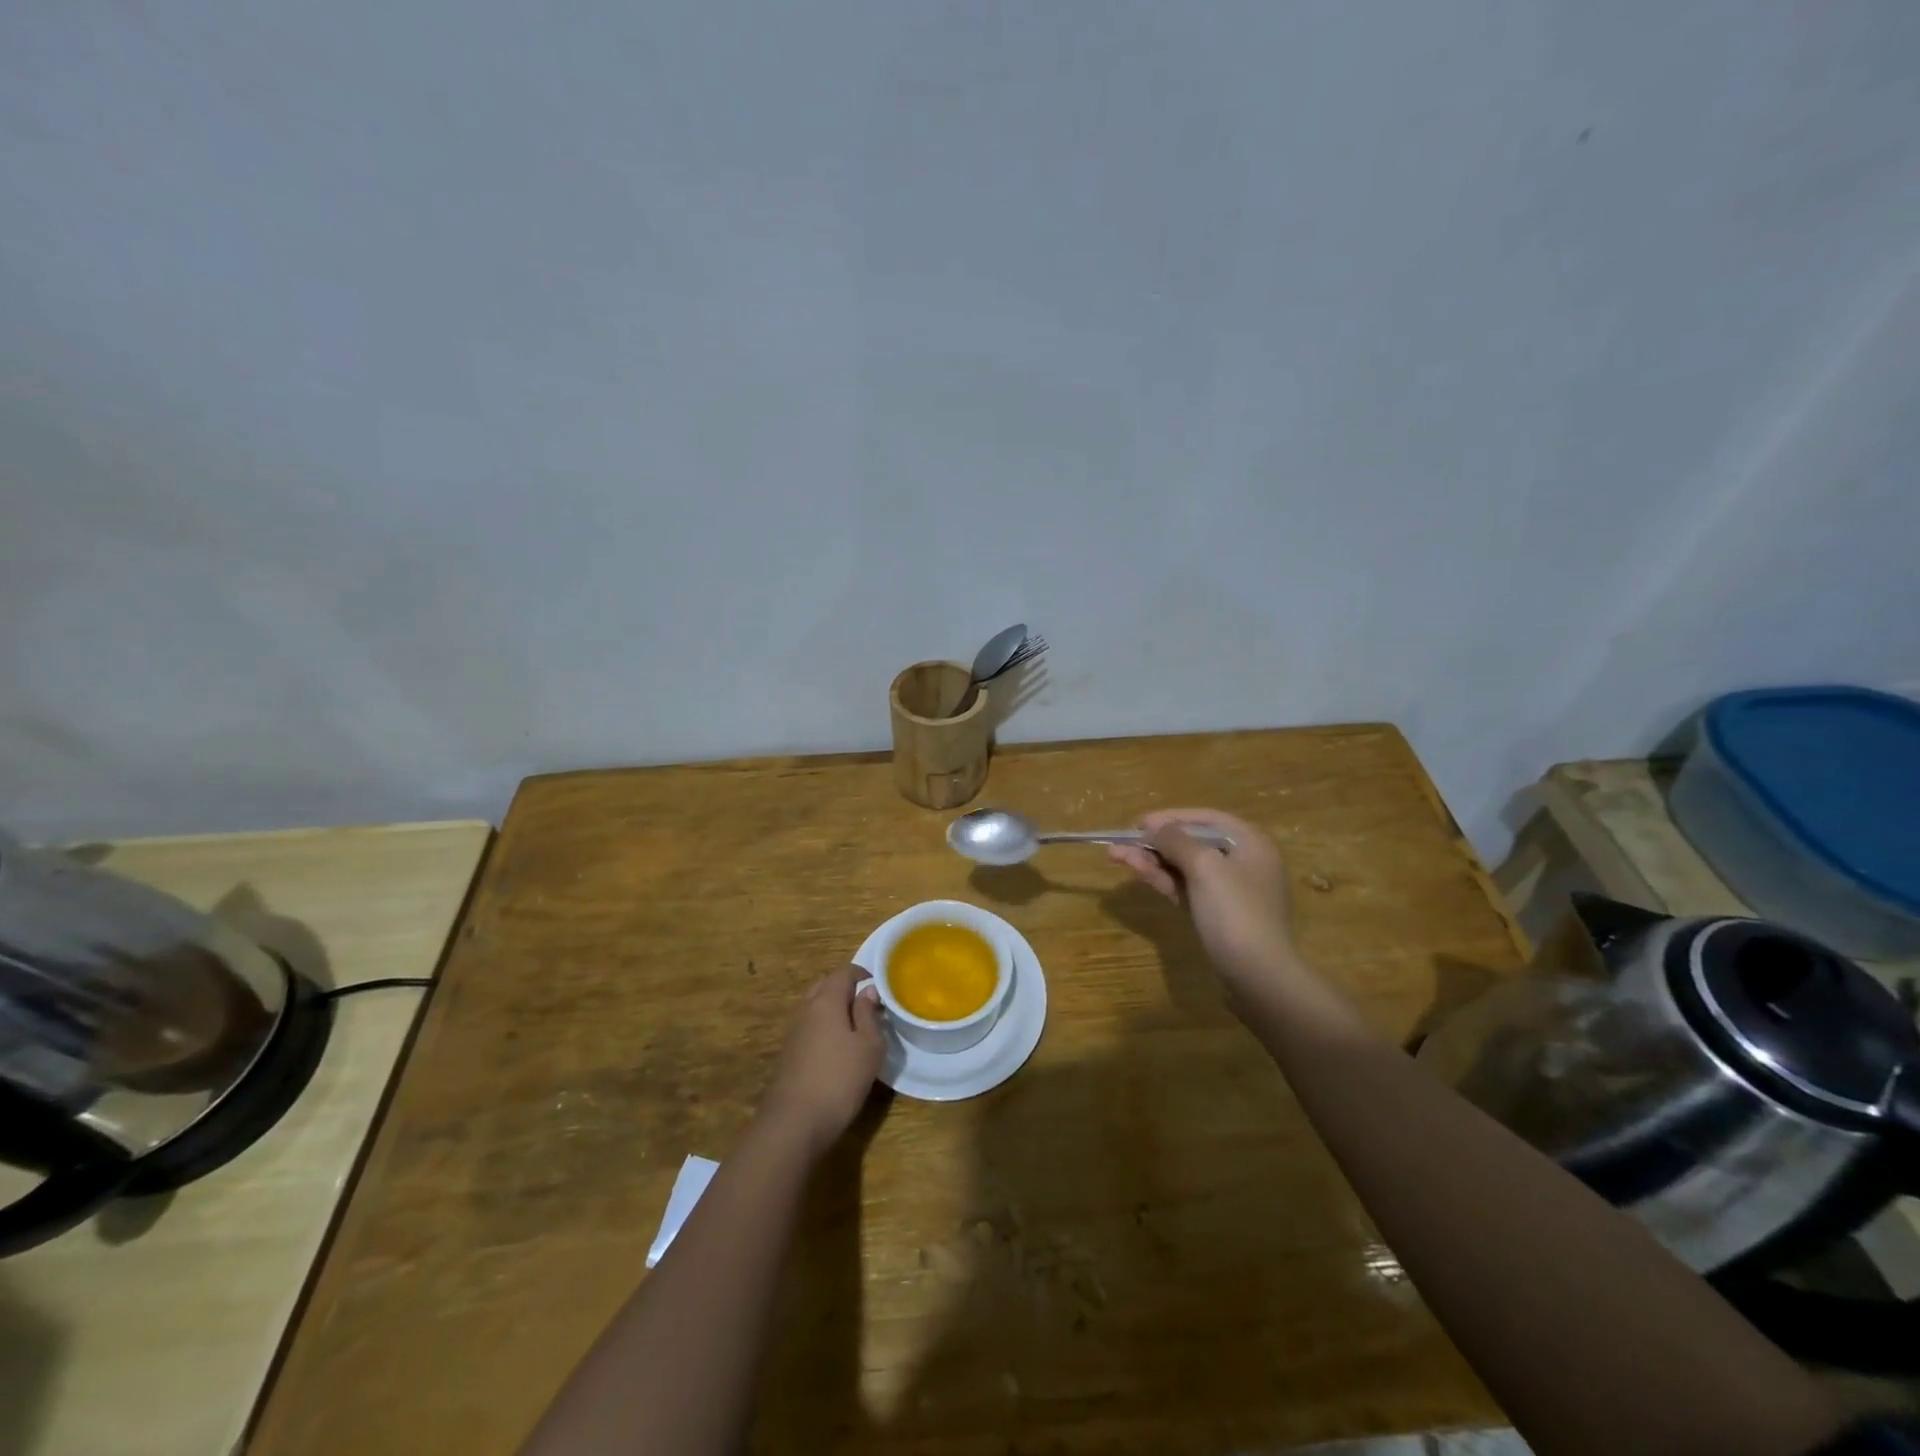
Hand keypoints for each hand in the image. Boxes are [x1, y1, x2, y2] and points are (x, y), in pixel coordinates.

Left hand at [758, 965, 883, 1155]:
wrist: (794, 1123)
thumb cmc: (840, 1079)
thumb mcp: (869, 1046)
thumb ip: (869, 1014)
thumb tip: (867, 991)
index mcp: (826, 1000)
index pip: (844, 972)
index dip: (863, 974)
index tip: (879, 986)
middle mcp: (806, 1009)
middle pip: (826, 986)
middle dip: (846, 989)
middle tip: (868, 1004)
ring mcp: (794, 1031)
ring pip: (815, 1007)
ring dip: (834, 1009)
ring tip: (856, 1027)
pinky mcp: (788, 1053)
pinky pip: (810, 1027)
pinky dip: (824, 1027)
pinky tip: (837, 1048)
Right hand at [1109, 808, 1301, 1002]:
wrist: (1258, 977)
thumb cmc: (1235, 913)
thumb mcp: (1205, 867)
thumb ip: (1176, 840)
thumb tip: (1155, 828)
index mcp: (1250, 843)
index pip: (1206, 819)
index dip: (1170, 817)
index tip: (1138, 823)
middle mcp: (1243, 862)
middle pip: (1193, 843)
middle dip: (1155, 842)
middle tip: (1120, 842)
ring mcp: (1230, 891)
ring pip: (1185, 867)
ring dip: (1152, 860)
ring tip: (1116, 855)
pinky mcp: (1218, 915)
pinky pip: (1187, 889)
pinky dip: (1164, 880)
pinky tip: (1138, 872)